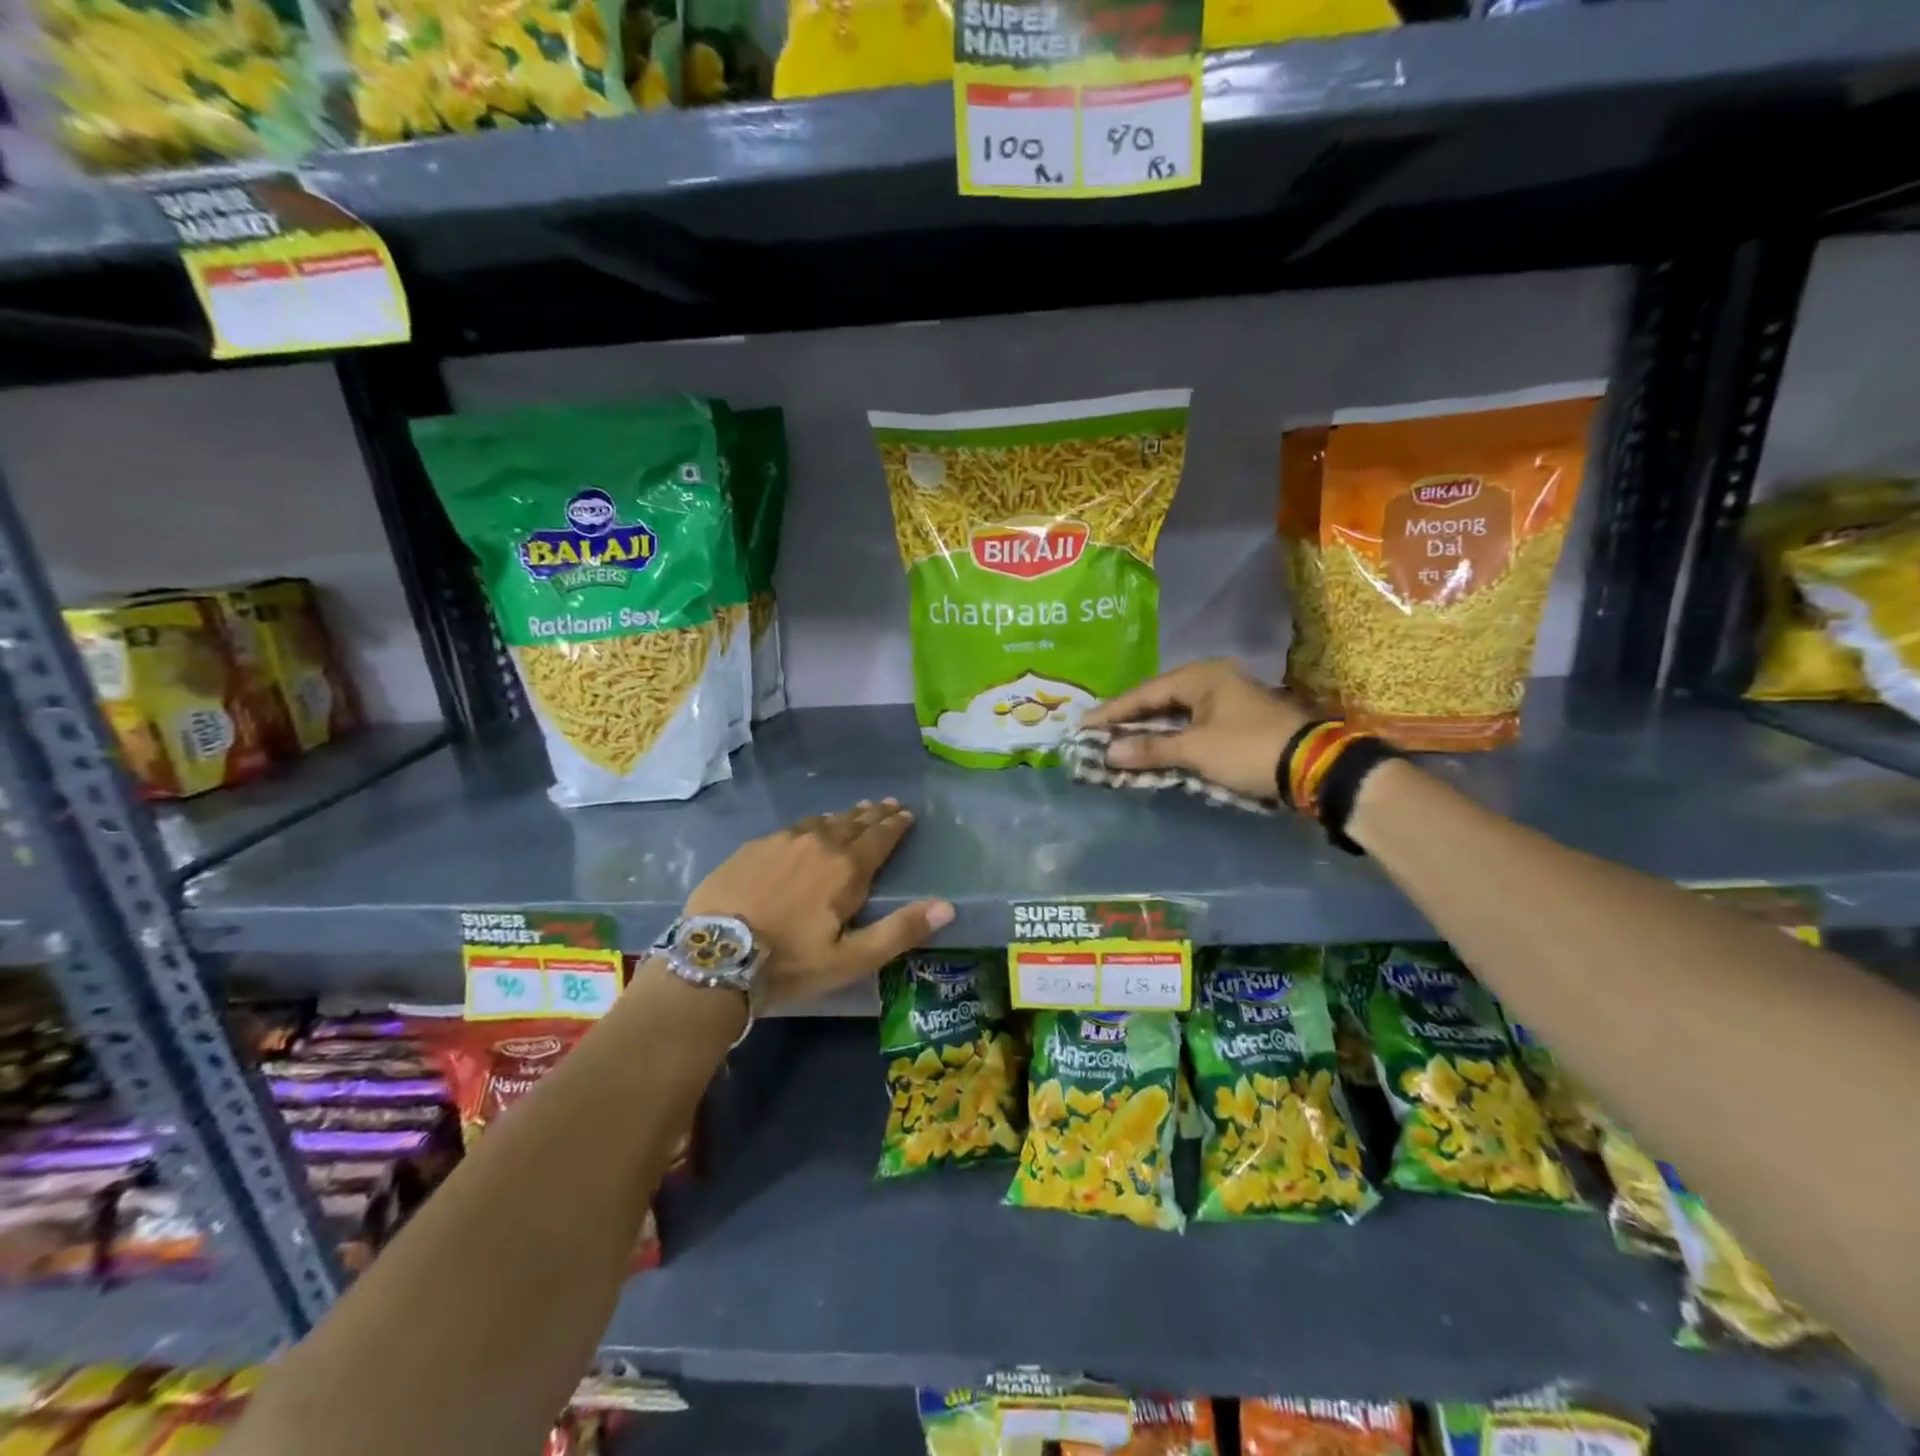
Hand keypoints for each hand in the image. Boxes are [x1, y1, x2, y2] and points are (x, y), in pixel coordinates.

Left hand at [683, 800, 953, 1009]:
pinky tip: (808, 829)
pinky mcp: (753, 847)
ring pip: (821, 821)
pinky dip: (810, 825)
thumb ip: (900, 930)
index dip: (896, 825)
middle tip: (887, 804)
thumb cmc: (790, 963)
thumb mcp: (852, 958)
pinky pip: (792, 827)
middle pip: (853, 822)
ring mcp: (782, 840)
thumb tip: (948, 906)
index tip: (907, 813)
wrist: (715, 958)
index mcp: (846, 868)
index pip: (880, 837)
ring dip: (843, 816)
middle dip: (874, 814)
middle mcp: (818, 843)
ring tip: (854, 812)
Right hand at [1083, 659, 1313, 800]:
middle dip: (1128, 719)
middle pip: (1159, 699)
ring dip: (1150, 729)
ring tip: (1120, 741)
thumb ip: (1150, 749)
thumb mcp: (1195, 750)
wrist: (1314, 765)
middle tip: (1097, 733)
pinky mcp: (1238, 719)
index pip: (1144, 693)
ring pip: (1176, 712)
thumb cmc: (1248, 749)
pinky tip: (1156, 747)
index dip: (1112, 712)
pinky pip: (1192, 723)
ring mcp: (1228, 698)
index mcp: (1200, 675)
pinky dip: (1172, 736)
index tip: (1084, 725)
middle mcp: (1212, 679)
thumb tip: (1108, 753)